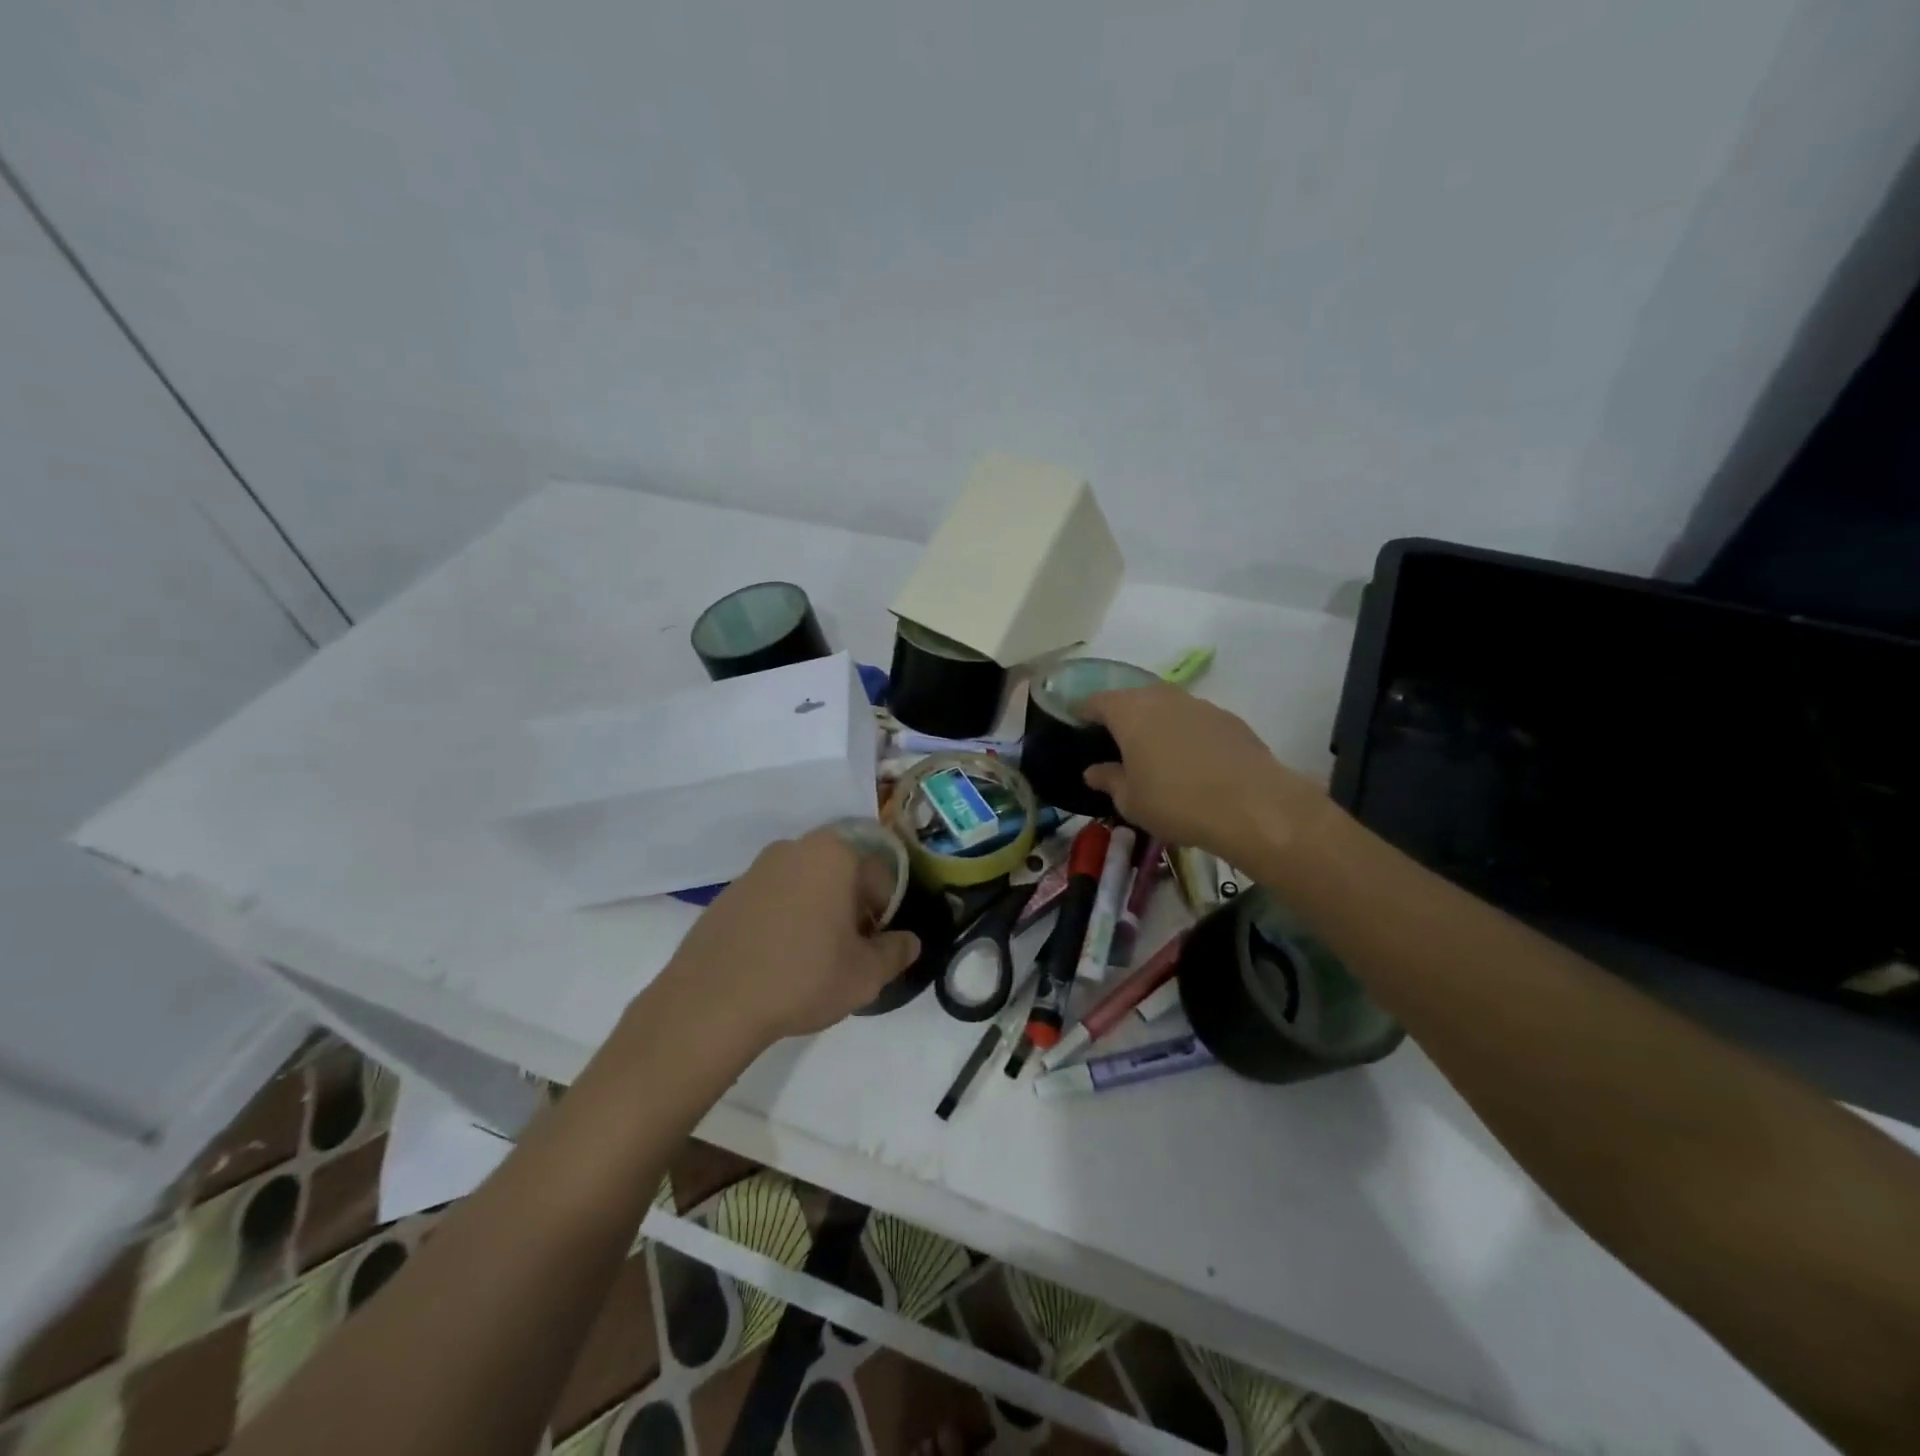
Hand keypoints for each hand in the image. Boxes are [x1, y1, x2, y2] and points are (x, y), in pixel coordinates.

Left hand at [654, 829, 921, 1049]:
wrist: (711, 1003)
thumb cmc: (802, 977)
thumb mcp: (866, 974)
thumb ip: (897, 952)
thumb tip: (909, 942)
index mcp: (833, 855)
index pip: (879, 874)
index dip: (884, 912)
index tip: (874, 946)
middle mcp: (793, 849)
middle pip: (840, 874)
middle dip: (850, 908)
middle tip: (846, 951)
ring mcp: (755, 870)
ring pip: (804, 885)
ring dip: (816, 912)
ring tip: (810, 959)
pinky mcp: (726, 895)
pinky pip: (771, 900)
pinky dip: (782, 920)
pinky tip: (775, 960)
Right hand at [1080, 685, 1329, 863]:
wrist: (1252, 805)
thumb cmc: (1176, 802)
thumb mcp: (1131, 800)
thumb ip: (1108, 780)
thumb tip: (1093, 770)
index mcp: (1130, 712)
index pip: (1097, 701)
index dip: (1084, 711)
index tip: (1077, 723)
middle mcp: (1162, 698)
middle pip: (1133, 698)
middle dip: (1121, 715)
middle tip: (1114, 740)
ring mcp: (1199, 704)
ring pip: (1167, 706)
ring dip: (1156, 723)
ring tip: (1153, 751)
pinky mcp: (1228, 719)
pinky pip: (1194, 720)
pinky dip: (1185, 733)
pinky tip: (1190, 761)